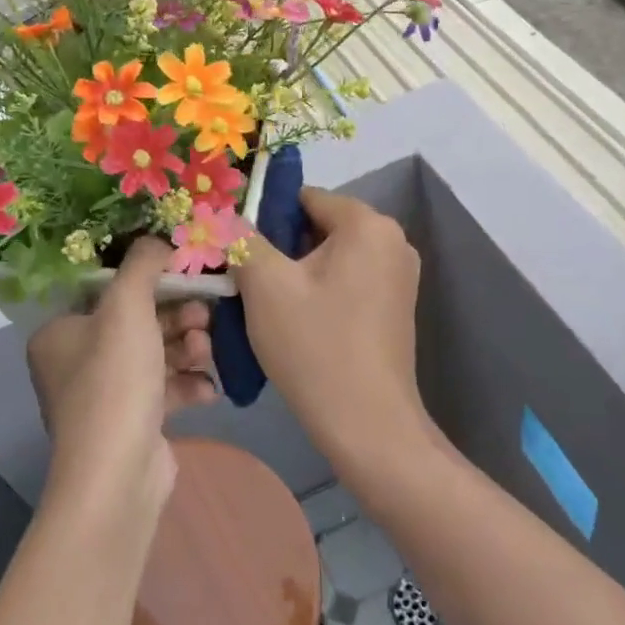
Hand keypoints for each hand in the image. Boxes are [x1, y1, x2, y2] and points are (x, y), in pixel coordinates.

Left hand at [26, 238, 217, 507]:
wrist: (118, 475)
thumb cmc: (115, 379)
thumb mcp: (128, 306)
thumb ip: (144, 263)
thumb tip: (159, 239)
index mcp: (60, 333)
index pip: (108, 293)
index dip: (150, 282)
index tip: (186, 277)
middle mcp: (76, 363)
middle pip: (137, 323)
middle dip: (177, 319)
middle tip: (204, 318)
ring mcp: (105, 397)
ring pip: (156, 355)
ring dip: (187, 350)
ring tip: (206, 354)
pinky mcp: (132, 423)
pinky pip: (164, 390)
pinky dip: (187, 385)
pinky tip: (208, 390)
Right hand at [232, 187, 431, 483]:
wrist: (368, 427)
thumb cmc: (315, 346)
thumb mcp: (265, 285)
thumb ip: (242, 238)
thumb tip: (225, 215)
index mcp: (367, 224)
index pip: (303, 197)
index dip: (264, 217)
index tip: (237, 249)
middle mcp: (392, 240)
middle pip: (318, 225)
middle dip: (280, 246)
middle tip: (246, 280)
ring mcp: (399, 275)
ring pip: (330, 256)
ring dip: (296, 271)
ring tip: (266, 304)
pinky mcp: (395, 306)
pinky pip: (347, 280)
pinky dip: (319, 290)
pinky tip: (296, 322)